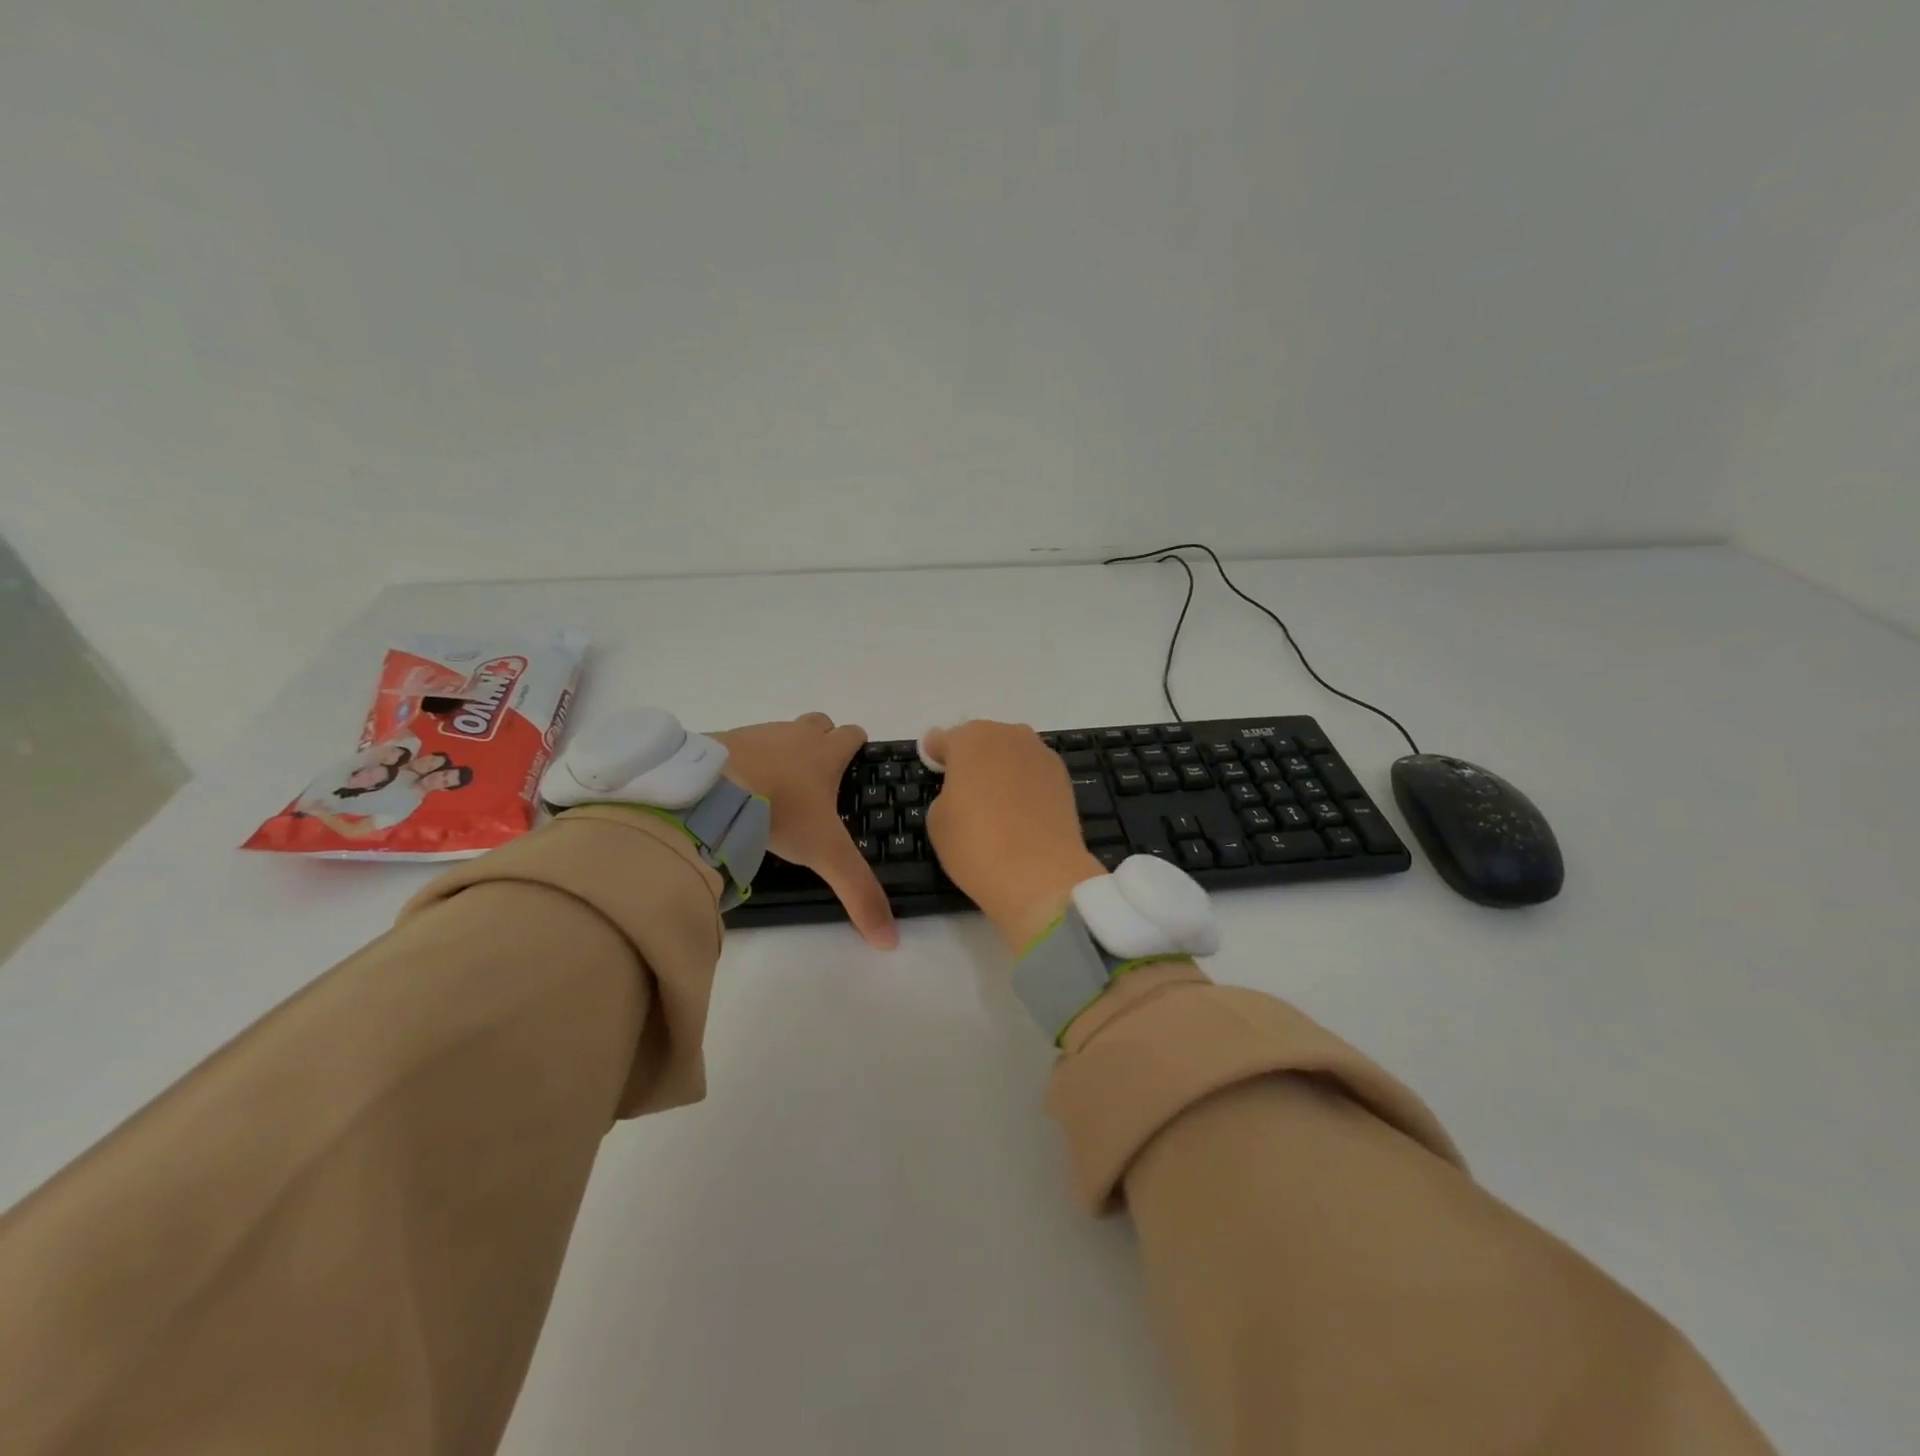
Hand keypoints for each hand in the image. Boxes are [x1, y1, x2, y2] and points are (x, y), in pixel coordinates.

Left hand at [713, 714, 896, 947]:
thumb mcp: (825, 855)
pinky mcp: (723, 740)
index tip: (854, 765)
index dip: (857, 746)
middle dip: (822, 740)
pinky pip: (741, 744)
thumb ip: (858, 892)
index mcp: (825, 755)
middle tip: (816, 777)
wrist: (714, 790)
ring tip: (774, 788)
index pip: (852, 734)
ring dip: (783, 751)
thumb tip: (890, 941)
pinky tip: (737, 788)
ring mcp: (757, 734)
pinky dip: (745, 760)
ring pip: (780, 732)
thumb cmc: (781, 813)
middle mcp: (795, 736)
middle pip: (819, 723)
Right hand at [922, 720, 1105, 952]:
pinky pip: (1032, 772)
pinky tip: (1019, 811)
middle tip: (963, 789)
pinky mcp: (1063, 777)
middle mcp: (1007, 734)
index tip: (932, 770)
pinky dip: (1024, 784)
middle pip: (981, 740)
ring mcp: (1040, 753)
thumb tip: (962, 790)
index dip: (934, 756)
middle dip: (971, 759)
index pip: (942, 739)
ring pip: (1011, 754)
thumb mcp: (937, 820)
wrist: (1039, 873)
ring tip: (994, 801)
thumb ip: (945, 793)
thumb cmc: (975, 843)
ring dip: (1000, 769)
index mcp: (970, 738)